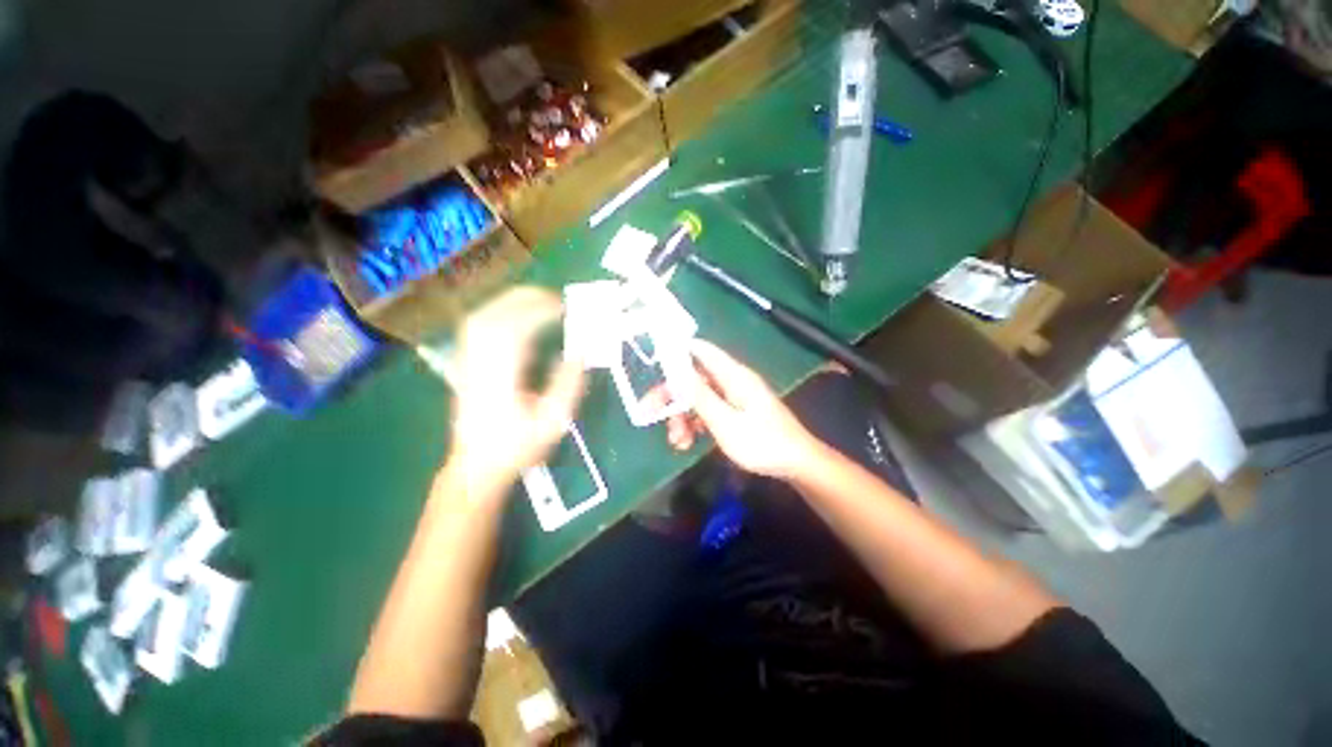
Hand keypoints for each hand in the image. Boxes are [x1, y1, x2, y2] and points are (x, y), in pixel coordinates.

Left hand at [447, 288, 585, 492]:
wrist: (476, 466)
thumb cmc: (517, 447)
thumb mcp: (552, 422)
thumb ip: (567, 385)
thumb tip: (579, 352)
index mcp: (501, 377)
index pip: (516, 330)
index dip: (541, 312)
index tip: (565, 308)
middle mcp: (479, 363)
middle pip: (494, 315)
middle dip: (526, 299)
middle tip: (556, 298)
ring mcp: (467, 362)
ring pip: (482, 317)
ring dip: (511, 302)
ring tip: (540, 300)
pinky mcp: (464, 364)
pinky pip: (477, 326)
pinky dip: (498, 312)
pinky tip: (515, 314)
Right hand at [664, 339, 821, 479]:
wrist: (796, 464)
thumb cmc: (761, 442)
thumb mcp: (724, 422)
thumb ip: (700, 396)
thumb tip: (677, 370)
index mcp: (733, 375)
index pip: (701, 350)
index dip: (676, 352)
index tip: (653, 365)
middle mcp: (732, 381)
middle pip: (694, 378)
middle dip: (672, 396)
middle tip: (650, 413)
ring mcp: (734, 397)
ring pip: (698, 397)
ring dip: (682, 416)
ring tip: (677, 442)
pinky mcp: (736, 412)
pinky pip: (709, 411)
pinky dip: (696, 424)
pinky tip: (688, 443)